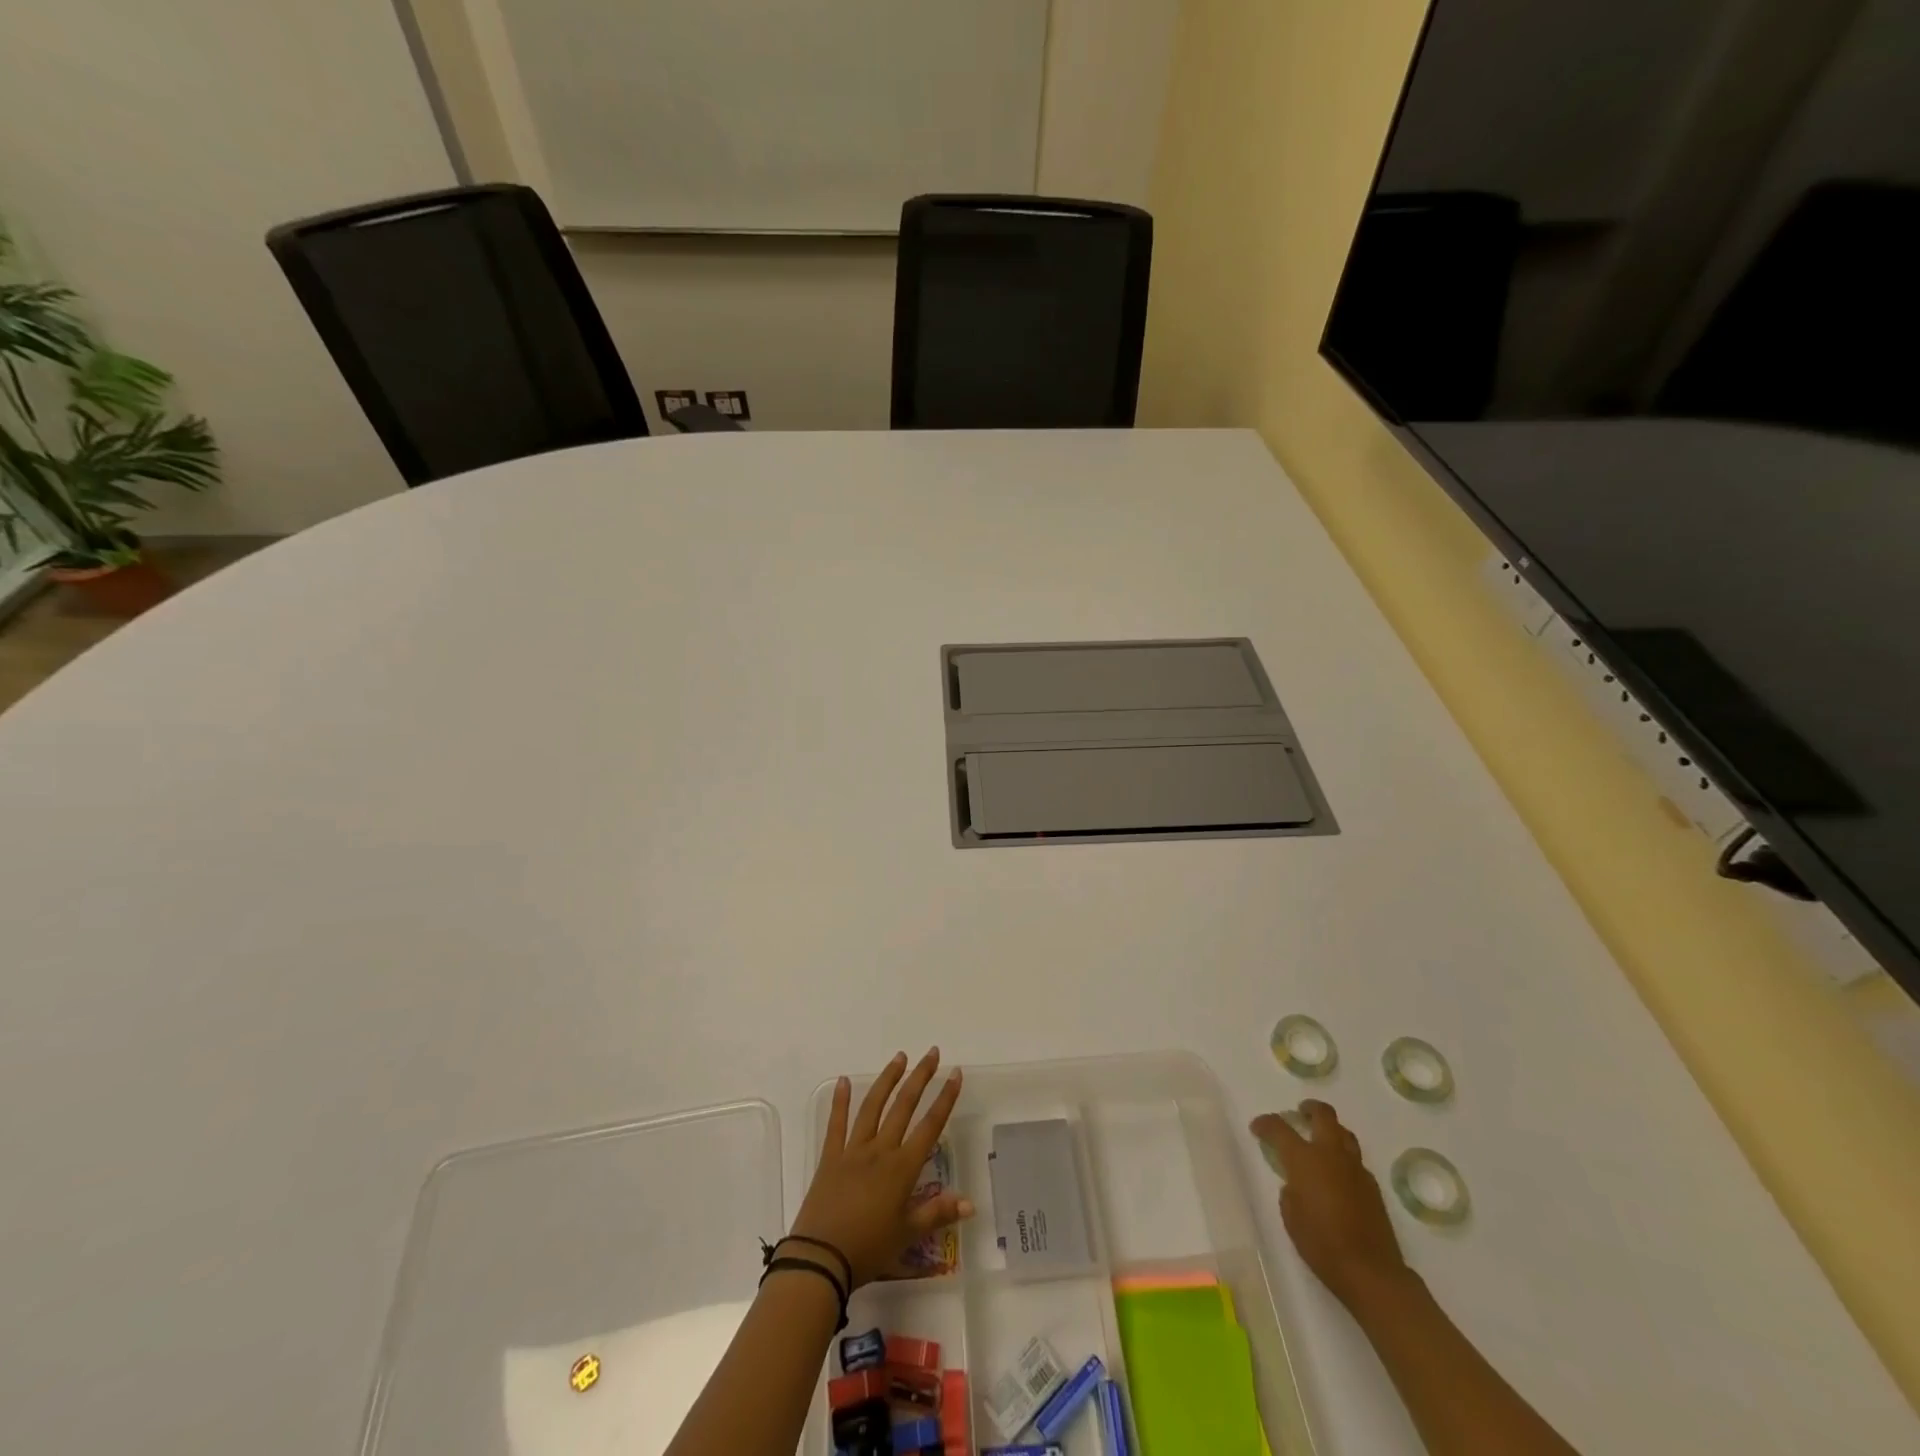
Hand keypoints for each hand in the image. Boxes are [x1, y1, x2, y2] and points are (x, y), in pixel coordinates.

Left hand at [790, 1048, 972, 1287]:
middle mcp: (880, 1150)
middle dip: (920, 1077)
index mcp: (902, 1168)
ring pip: (873, 1107)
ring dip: (887, 1080)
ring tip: (899, 1057)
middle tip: (932, 1053)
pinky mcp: (830, 1157)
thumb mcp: (907, 1235)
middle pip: (904, 1106)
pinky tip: (844, 1080)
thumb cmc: (868, 1249)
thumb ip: (938, 1214)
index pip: (930, 1126)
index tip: (956, 1073)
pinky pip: (836, 1124)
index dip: (945, 1099)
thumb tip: (970, 1203)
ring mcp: (853, 1150)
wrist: (820, 1259)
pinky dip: (840, 1101)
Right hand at [1251, 1100, 1409, 1308]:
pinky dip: (1343, 1158)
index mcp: (1305, 1159)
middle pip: (1324, 1115)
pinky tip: (1337, 1176)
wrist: (1371, 1273)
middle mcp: (1331, 1155)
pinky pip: (1355, 1160)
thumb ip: (1290, 1192)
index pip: (1279, 1128)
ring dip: (1331, 1130)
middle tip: (1299, 1113)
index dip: (1265, 1124)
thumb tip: (1296, 1184)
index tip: (1257, 1128)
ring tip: (1320, 1140)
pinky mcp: (1373, 1187)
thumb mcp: (1291, 1217)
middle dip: (1309, 1108)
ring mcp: (1356, 1169)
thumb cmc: (1322, 1245)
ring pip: (1344, 1134)